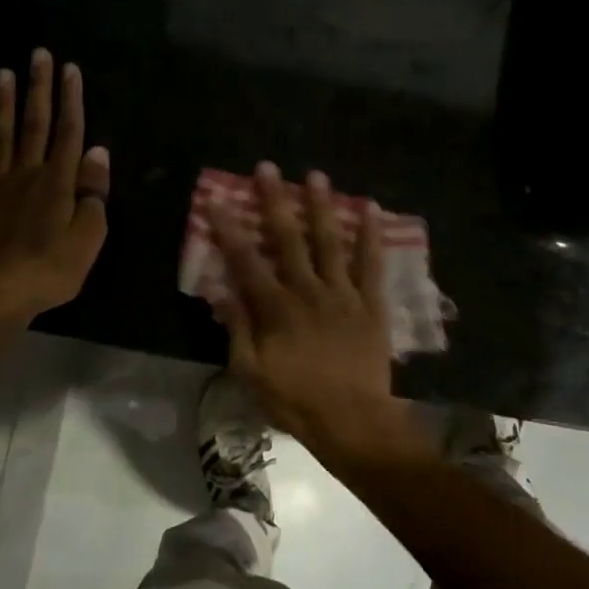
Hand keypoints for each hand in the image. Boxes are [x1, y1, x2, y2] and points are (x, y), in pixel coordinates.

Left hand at [0, 48, 109, 340]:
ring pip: (1, 134)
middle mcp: (27, 173)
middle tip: (39, 55)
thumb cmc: (51, 270)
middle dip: (39, 88)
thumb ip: (93, 193)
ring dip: (4, 102)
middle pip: (35, 124)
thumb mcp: (88, 237)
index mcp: (59, 182)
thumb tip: (97, 152)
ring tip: (4, 72)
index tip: (70, 70)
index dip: (71, 99)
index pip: (69, 132)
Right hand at [208, 163, 414, 456]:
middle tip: (267, 168)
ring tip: (316, 175)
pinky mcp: (371, 303)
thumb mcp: (251, 372)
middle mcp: (308, 291)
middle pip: (288, 239)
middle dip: (275, 201)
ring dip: (321, 206)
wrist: (354, 420)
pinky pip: (371, 264)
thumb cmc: (296, 400)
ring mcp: (343, 293)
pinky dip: (371, 235)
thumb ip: (237, 328)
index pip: (246, 261)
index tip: (218, 199)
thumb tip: (219, 290)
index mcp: (276, 308)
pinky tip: (371, 208)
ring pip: (330, 241)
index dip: (229, 229)